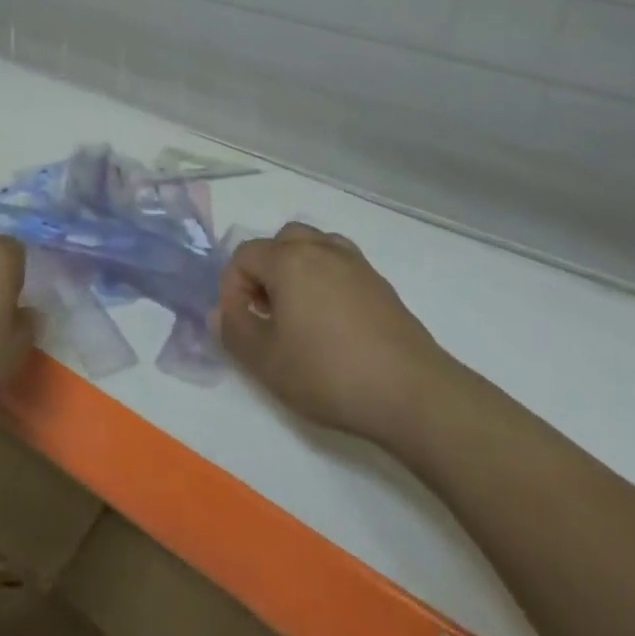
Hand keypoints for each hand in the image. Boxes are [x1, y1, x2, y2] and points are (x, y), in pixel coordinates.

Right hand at [217, 222, 458, 448]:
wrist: (413, 394)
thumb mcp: (266, 361)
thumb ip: (234, 331)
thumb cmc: (329, 373)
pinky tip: (334, 324)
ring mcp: (356, 265)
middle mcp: (322, 249)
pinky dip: (328, 282)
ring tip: (300, 313)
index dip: (233, 288)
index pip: (245, 255)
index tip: (242, 324)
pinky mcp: (382, 287)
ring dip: (299, 271)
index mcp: (289, 259)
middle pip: (282, 241)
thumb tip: (221, 311)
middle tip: (268, 312)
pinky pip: (342, 268)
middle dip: (267, 271)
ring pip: (316, 248)